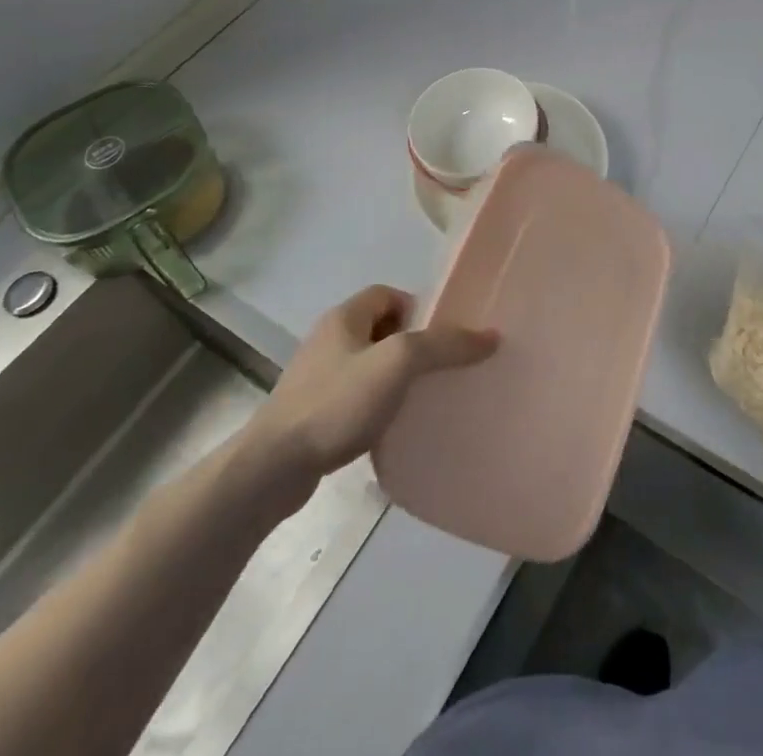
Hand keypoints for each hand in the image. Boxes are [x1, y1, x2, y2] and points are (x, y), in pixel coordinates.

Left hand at [235, 285, 497, 512]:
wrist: (271, 469)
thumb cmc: (336, 403)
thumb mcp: (398, 364)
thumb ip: (444, 345)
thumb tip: (490, 336)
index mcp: (344, 317)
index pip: (387, 293)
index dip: (417, 308)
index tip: (440, 336)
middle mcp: (328, 340)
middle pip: (379, 329)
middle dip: (409, 345)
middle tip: (436, 368)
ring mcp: (315, 379)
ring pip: (367, 365)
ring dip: (392, 378)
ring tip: (419, 399)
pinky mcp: (310, 415)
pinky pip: (353, 398)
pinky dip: (374, 406)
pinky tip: (390, 428)